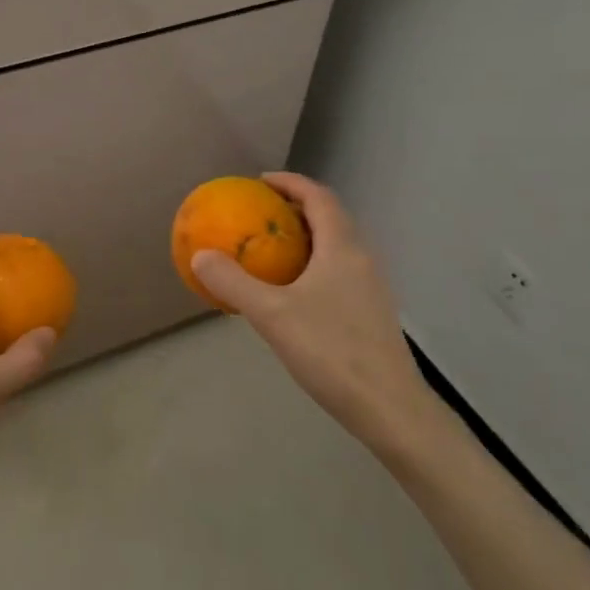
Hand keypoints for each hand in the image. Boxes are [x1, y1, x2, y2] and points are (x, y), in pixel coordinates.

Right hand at [192, 173, 434, 455]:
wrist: (389, 407)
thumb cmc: (331, 350)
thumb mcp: (272, 314)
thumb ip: (234, 282)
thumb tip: (201, 255)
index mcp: (342, 248)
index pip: (318, 196)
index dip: (290, 182)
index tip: (259, 181)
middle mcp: (362, 258)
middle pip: (330, 218)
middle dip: (295, 208)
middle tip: (259, 214)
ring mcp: (371, 287)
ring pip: (336, 247)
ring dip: (306, 238)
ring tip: (271, 249)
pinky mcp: (371, 313)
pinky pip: (338, 272)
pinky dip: (313, 265)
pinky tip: (292, 293)